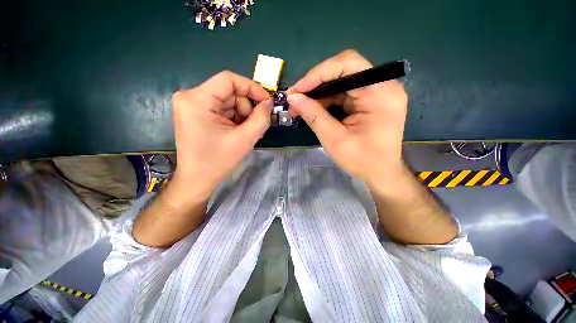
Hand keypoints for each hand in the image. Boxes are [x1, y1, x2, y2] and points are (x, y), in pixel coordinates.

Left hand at [171, 71, 271, 199]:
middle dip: (246, 108)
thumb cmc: (218, 161)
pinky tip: (236, 132)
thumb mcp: (245, 139)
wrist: (197, 179)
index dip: (252, 87)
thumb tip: (268, 103)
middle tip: (253, 126)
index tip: (266, 102)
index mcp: (197, 100)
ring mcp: (191, 104)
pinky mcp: (195, 112)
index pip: (229, 79)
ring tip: (244, 132)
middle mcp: (190, 96)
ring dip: (241, 115)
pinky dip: (234, 118)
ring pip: (227, 100)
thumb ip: (261, 118)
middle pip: (229, 91)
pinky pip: (222, 108)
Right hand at [287, 50, 407, 187]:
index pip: (348, 64)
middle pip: (344, 71)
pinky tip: (314, 110)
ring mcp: (377, 92)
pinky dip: (327, 101)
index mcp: (380, 93)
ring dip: (319, 94)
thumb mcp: (334, 139)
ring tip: (300, 107)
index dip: (318, 73)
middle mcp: (382, 86)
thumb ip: (313, 115)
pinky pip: (344, 94)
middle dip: (315, 85)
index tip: (297, 90)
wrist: (381, 173)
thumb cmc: (362, 160)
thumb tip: (293, 98)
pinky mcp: (370, 101)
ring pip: (341, 83)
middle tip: (295, 99)